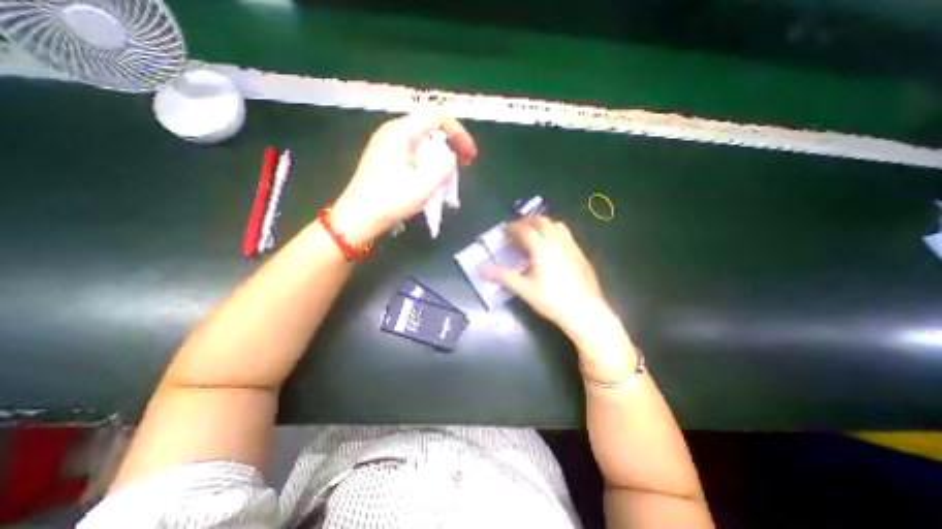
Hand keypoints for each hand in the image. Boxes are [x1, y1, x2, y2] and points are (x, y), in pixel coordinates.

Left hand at [330, 112, 479, 242]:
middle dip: (452, 141)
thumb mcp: (423, 187)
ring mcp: (387, 143)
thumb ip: (444, 167)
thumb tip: (451, 157)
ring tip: (454, 169)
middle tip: (465, 162)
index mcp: (400, 133)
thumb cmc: (390, 202)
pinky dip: (430, 158)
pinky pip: (414, 149)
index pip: (436, 116)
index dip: (458, 132)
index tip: (469, 154)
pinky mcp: (386, 155)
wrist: (359, 217)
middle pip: (430, 125)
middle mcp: (392, 131)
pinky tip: (435, 173)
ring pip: (423, 138)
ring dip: (442, 151)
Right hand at [486, 217, 632, 357]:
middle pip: (541, 221)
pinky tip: (552, 245)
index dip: (512, 227)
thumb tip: (482, 270)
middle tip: (517, 229)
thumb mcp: (524, 289)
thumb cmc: (552, 300)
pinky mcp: (580, 253)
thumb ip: (503, 276)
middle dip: (527, 222)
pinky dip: (554, 231)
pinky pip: (565, 233)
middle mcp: (557, 241)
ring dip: (542, 224)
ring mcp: (571, 245)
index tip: (504, 229)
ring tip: (534, 233)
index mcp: (542, 247)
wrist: (585, 311)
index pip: (524, 229)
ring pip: (555, 225)